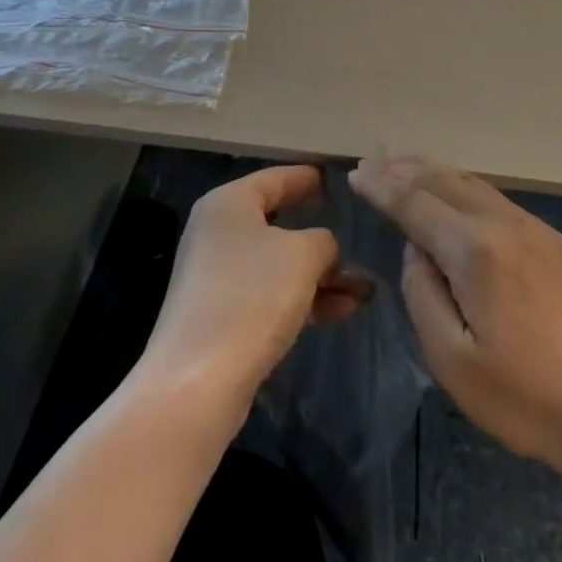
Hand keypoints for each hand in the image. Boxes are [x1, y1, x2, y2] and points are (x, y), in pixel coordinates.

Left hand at [140, 165, 370, 412]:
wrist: (197, 384)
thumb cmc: (251, 297)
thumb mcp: (302, 255)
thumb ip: (324, 241)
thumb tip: (325, 249)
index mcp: (229, 203)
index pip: (275, 177)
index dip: (307, 177)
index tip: (335, 178)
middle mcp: (218, 232)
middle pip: (278, 222)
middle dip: (321, 235)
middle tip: (355, 229)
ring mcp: (218, 277)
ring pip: (279, 264)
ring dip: (321, 274)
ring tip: (364, 287)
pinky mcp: (223, 317)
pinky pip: (272, 294)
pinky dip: (305, 298)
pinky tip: (343, 309)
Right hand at [351, 156, 561, 476]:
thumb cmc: (522, 397)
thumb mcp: (451, 360)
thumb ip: (422, 293)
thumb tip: (417, 250)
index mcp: (476, 250)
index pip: (416, 203)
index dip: (382, 187)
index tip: (355, 174)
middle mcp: (504, 224)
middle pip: (443, 182)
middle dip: (403, 169)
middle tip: (370, 162)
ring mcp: (533, 228)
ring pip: (471, 184)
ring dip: (432, 172)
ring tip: (402, 165)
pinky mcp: (551, 241)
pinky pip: (493, 198)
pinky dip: (460, 186)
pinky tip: (451, 192)